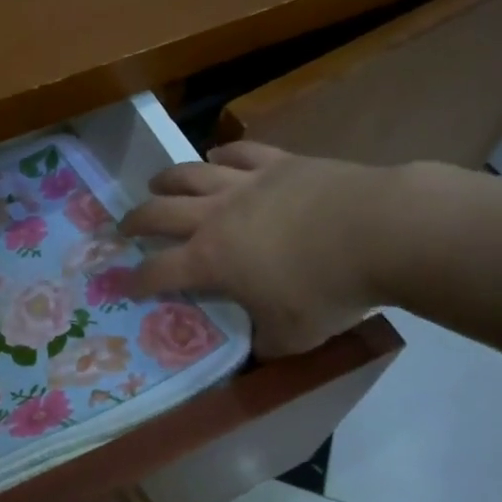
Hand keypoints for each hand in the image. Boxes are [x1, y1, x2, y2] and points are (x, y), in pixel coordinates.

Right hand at [121, 142, 394, 358]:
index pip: (159, 270)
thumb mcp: (294, 336)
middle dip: (136, 221)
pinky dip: (222, 154)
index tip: (123, 284)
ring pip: (191, 174)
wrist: (378, 231)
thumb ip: (268, 342)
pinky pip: (239, 153)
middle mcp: (216, 216)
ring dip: (167, 179)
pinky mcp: (277, 162)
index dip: (136, 279)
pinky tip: (216, 156)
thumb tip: (260, 348)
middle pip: (160, 213)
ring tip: (156, 183)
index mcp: (212, 260)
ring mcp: (245, 183)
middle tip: (124, 226)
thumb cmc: (329, 290)